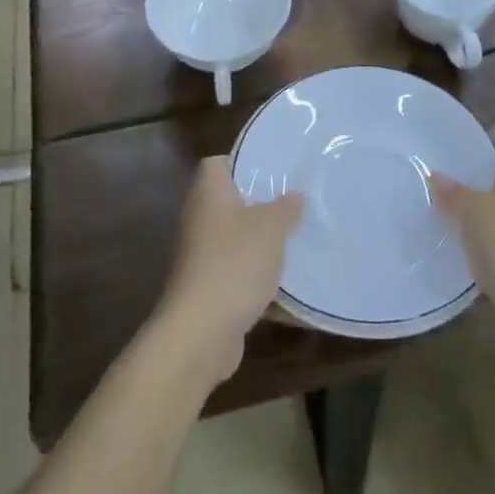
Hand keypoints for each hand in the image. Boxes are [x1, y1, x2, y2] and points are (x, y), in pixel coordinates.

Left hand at [155, 156, 304, 384]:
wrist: (201, 331)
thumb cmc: (235, 263)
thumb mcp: (271, 227)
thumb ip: (285, 207)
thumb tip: (295, 195)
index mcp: (209, 193)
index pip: (217, 163)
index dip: (243, 162)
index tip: (273, 169)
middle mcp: (199, 218)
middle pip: (229, 201)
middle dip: (260, 204)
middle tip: (293, 204)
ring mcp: (200, 255)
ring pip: (235, 239)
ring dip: (260, 243)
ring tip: (295, 240)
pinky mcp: (207, 288)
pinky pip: (236, 273)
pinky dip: (256, 277)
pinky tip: (286, 285)